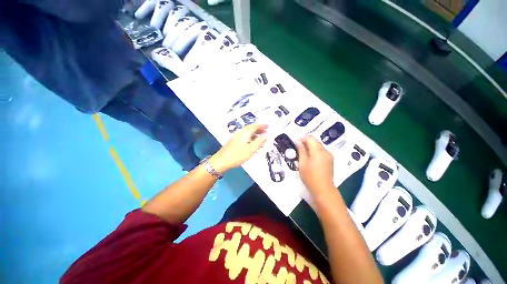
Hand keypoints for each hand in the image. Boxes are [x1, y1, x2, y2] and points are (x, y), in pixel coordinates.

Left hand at [210, 124, 267, 172]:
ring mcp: (236, 137)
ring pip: (247, 133)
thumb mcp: (251, 149)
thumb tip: (266, 135)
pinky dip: (250, 138)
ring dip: (255, 134)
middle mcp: (240, 133)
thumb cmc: (237, 155)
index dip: (262, 125)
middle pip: (251, 128)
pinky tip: (252, 144)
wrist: (221, 161)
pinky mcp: (234, 141)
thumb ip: (259, 142)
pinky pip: (244, 137)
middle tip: (266, 132)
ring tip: (261, 139)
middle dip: (259, 130)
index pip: (255, 126)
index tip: (268, 126)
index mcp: (244, 133)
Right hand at [296, 136, 334, 195]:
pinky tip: (309, 159)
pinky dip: (314, 153)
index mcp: (318, 151)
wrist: (323, 190)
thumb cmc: (310, 177)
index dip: (302, 138)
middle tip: (297, 149)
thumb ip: (301, 150)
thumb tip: (298, 141)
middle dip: (305, 143)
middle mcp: (325, 151)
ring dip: (309, 148)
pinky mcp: (330, 161)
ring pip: (318, 147)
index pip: (310, 138)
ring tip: (302, 155)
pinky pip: (321, 152)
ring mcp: (329, 156)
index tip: (295, 143)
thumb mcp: (302, 163)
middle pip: (315, 142)